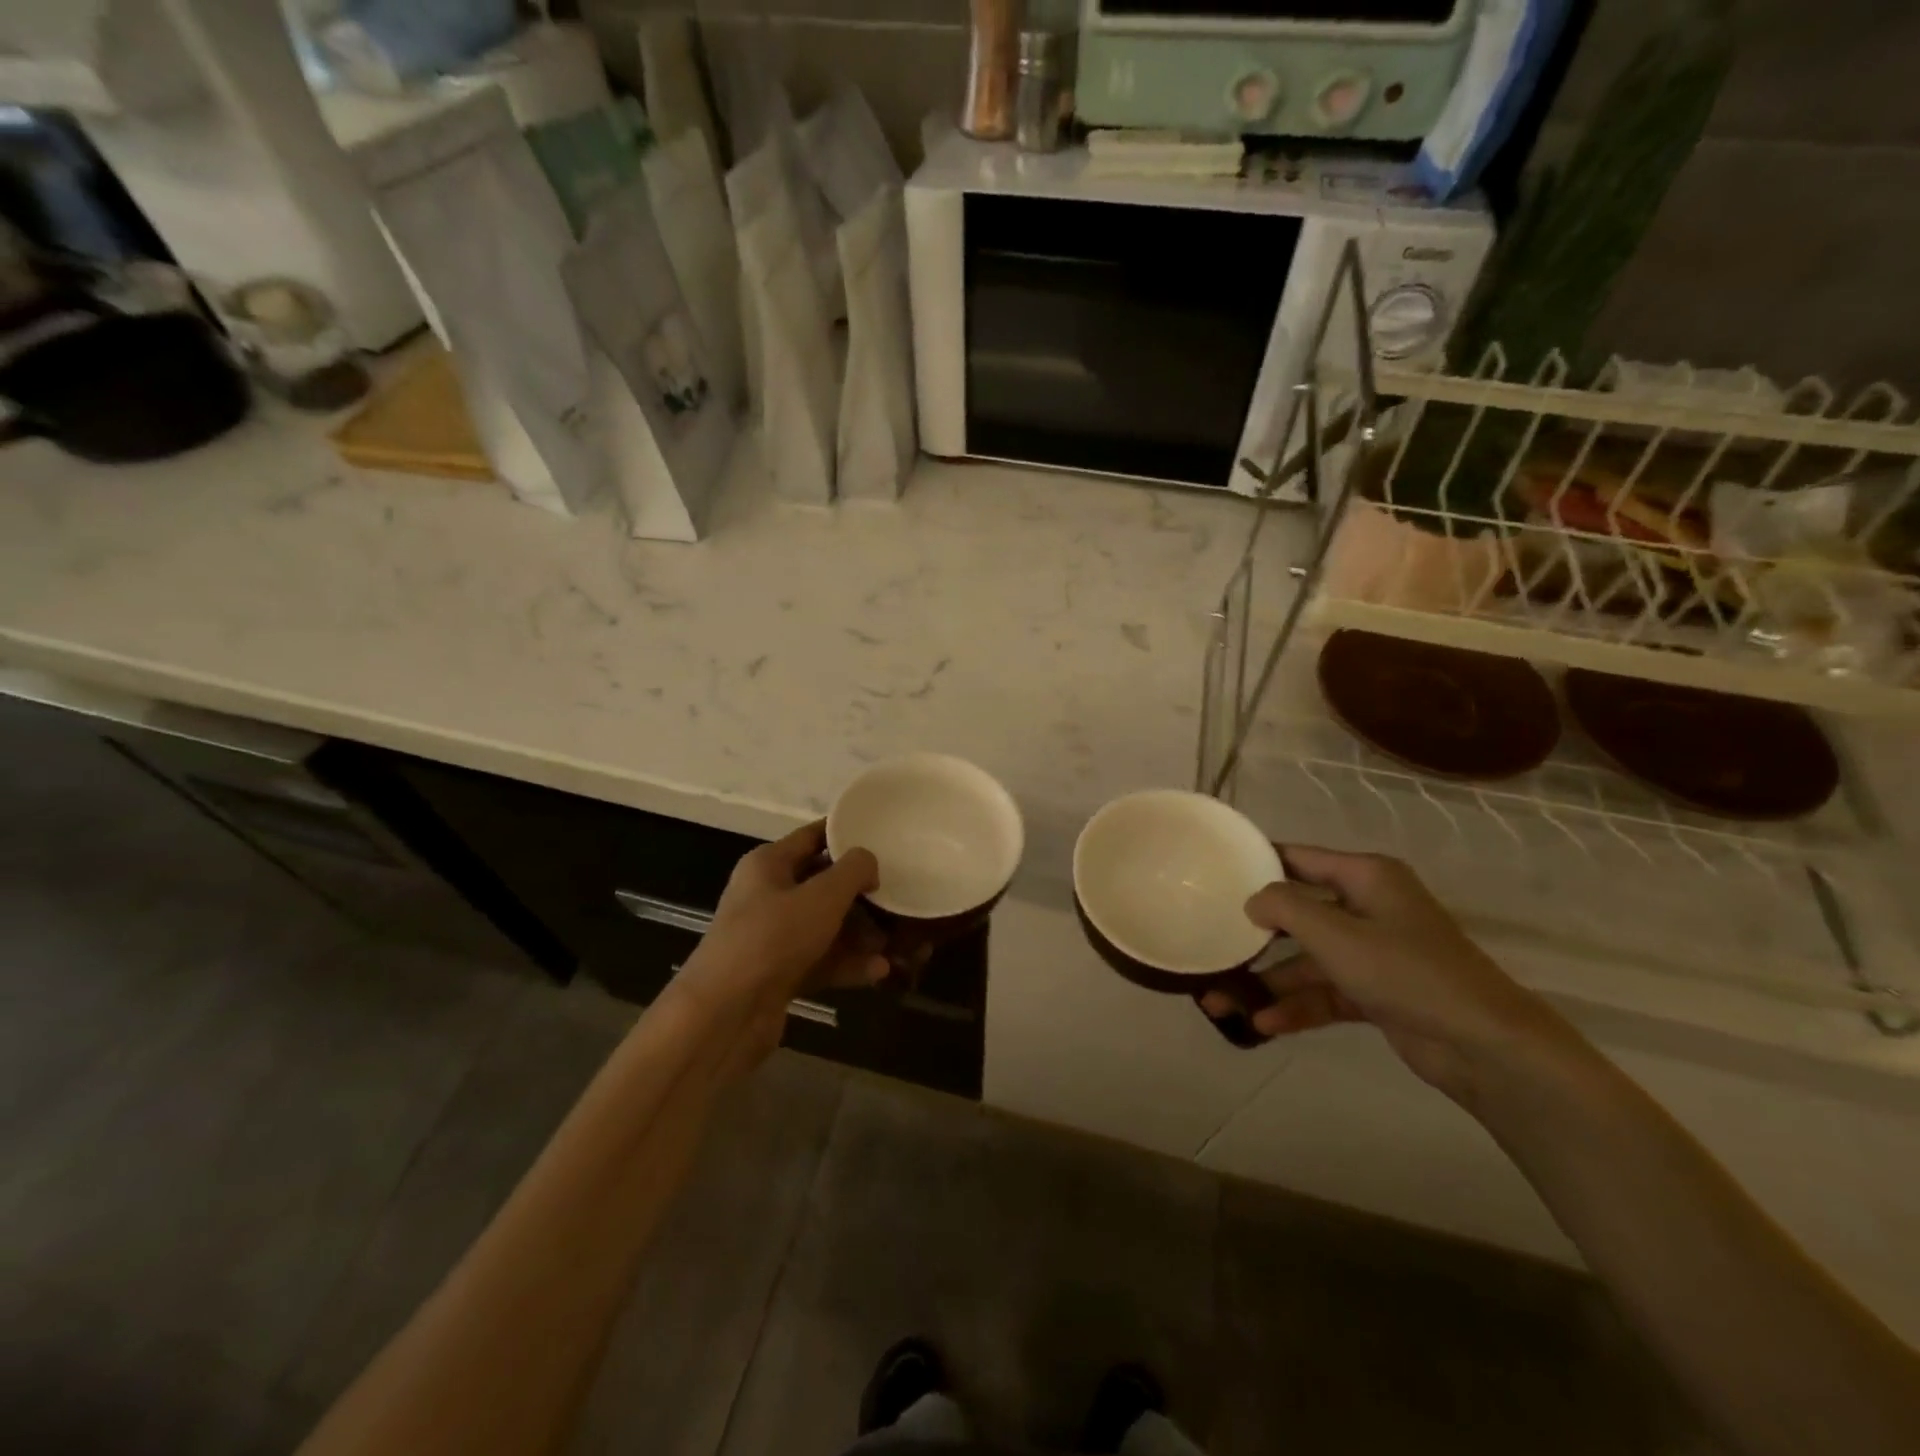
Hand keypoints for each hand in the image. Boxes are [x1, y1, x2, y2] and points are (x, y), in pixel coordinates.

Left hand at [677, 822, 887, 1069]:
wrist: (724, 1015)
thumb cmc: (772, 938)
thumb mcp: (822, 895)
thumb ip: (854, 870)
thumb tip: (868, 862)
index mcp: (768, 864)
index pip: (813, 836)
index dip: (847, 835)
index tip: (884, 836)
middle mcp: (768, 896)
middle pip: (823, 884)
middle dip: (862, 893)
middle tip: (899, 896)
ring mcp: (772, 938)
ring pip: (826, 926)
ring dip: (860, 934)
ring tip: (897, 942)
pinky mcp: (779, 974)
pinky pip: (821, 960)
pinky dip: (848, 964)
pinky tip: (879, 971)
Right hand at [1200, 846, 1573, 1109]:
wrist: (1485, 1046)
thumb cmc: (1406, 971)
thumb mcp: (1336, 934)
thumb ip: (1285, 908)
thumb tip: (1253, 900)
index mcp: (1366, 877)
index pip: (1299, 858)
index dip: (1258, 863)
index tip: (1215, 873)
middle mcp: (1368, 908)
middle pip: (1298, 915)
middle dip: (1254, 936)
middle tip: (1212, 944)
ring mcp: (1373, 954)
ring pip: (1307, 961)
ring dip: (1268, 982)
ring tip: (1220, 1003)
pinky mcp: (1376, 994)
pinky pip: (1325, 993)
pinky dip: (1296, 1007)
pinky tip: (1262, 1024)